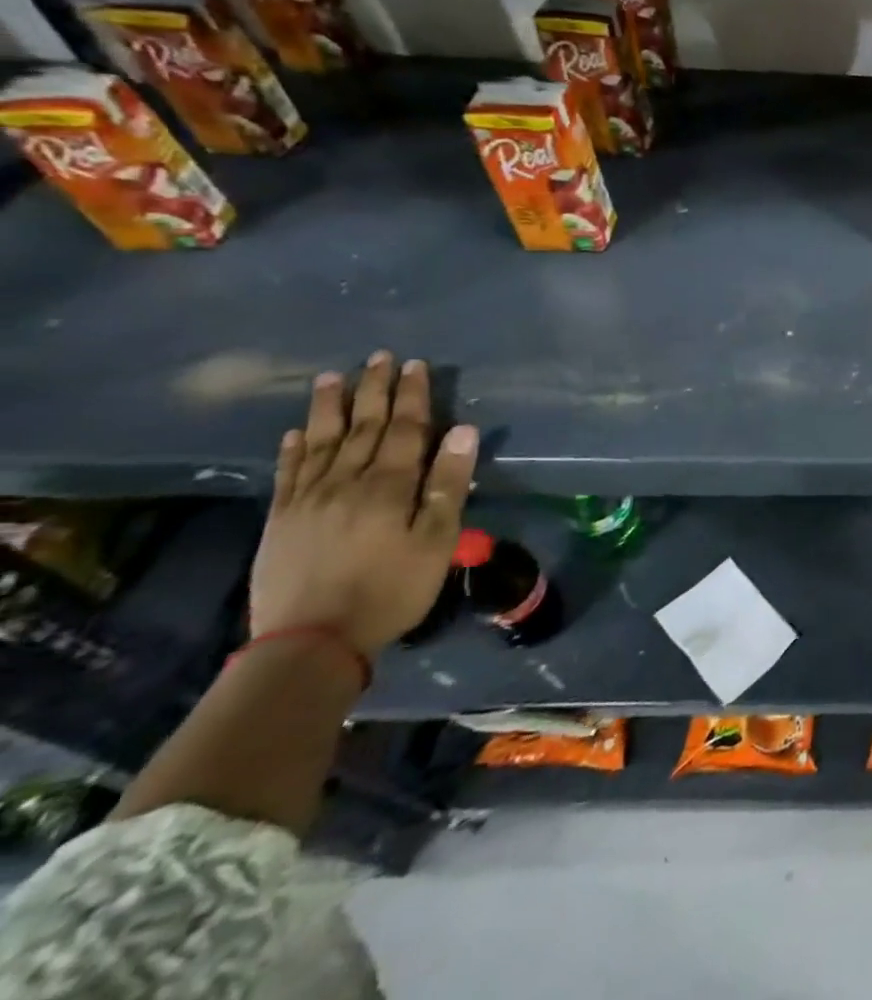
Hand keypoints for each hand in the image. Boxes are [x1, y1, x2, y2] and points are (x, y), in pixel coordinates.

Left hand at [250, 353, 479, 658]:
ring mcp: (307, 500)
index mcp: (389, 486)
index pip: (404, 429)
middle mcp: (346, 482)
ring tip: (332, 377)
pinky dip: (293, 448)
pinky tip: (296, 431)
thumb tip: (462, 430)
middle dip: (373, 390)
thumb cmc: (391, 589)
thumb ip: (449, 483)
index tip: (414, 365)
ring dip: (329, 407)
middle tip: (379, 357)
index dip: (411, 395)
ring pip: (321, 442)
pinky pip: (287, 474)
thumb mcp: (437, 540)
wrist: (311, 643)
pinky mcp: (280, 520)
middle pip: (362, 427)